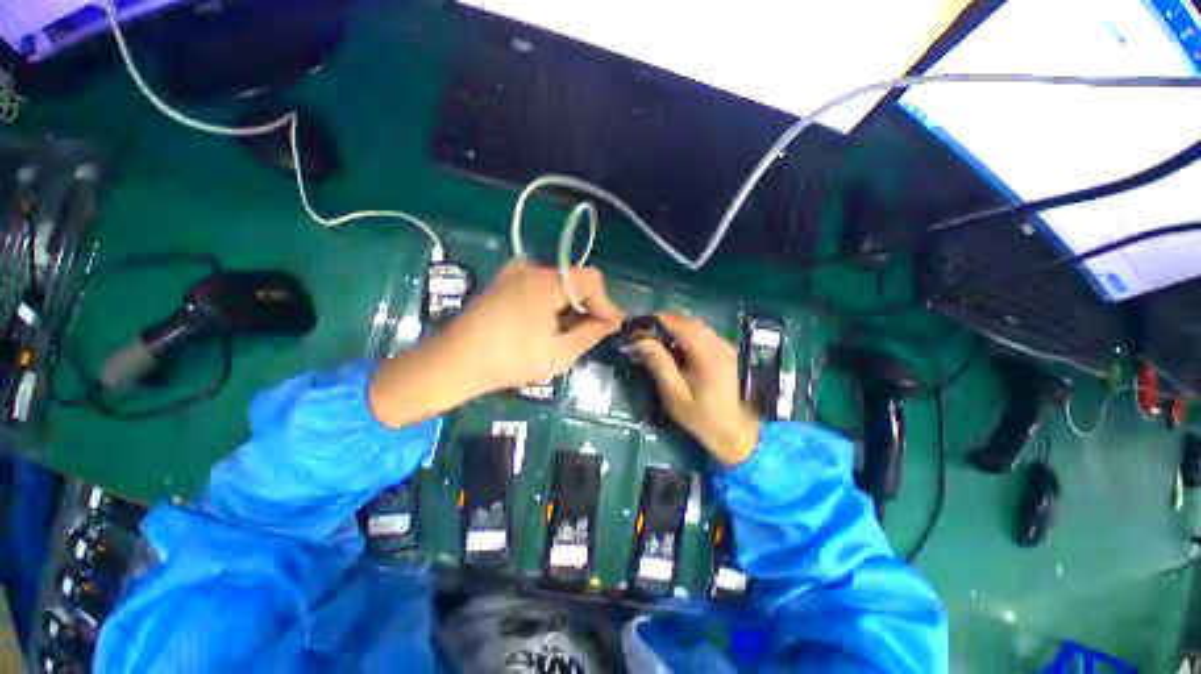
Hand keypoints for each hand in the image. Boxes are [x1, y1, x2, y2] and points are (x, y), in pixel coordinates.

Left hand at [443, 259, 623, 391]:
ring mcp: (514, 272)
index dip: (606, 303)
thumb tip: (611, 322)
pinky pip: (540, 285)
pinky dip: (553, 301)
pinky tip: (550, 323)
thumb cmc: (509, 360)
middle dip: (589, 305)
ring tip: (572, 331)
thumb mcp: (559, 353)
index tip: (612, 325)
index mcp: (546, 282)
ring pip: (558, 283)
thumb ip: (591, 334)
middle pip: (575, 279)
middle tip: (594, 331)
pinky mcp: (504, 281)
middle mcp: (531, 268)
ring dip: (571, 304)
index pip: (591, 281)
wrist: (455, 362)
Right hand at [632, 313, 759, 465]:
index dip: (654, 320)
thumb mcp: (675, 395)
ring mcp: (722, 343)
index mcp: (707, 354)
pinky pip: (698, 331)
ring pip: (692, 323)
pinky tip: (670, 345)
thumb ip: (658, 364)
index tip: (634, 326)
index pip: (678, 324)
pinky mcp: (722, 348)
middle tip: (639, 333)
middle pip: (685, 319)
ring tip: (651, 338)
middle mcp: (718, 342)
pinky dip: (681, 332)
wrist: (733, 430)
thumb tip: (638, 340)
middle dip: (660, 322)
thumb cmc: (700, 417)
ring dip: (670, 326)